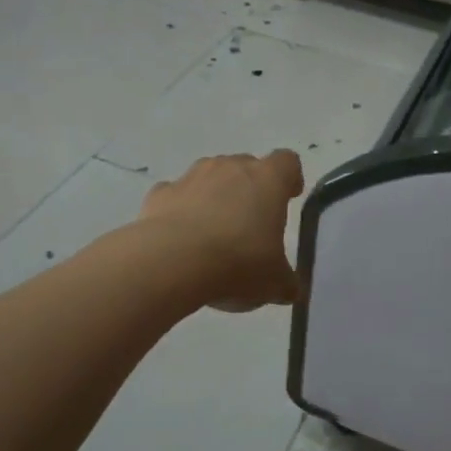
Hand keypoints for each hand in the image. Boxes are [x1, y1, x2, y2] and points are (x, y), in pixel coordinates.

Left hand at [139, 150, 305, 310]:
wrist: (172, 262)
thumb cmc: (238, 263)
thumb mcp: (274, 283)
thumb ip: (286, 281)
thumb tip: (290, 289)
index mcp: (268, 180)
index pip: (287, 162)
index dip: (289, 178)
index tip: (288, 197)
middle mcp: (231, 167)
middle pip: (246, 166)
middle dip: (250, 188)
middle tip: (250, 222)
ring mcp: (192, 176)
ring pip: (210, 176)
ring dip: (214, 196)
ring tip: (213, 232)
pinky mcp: (160, 193)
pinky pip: (177, 195)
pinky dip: (180, 210)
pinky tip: (180, 238)